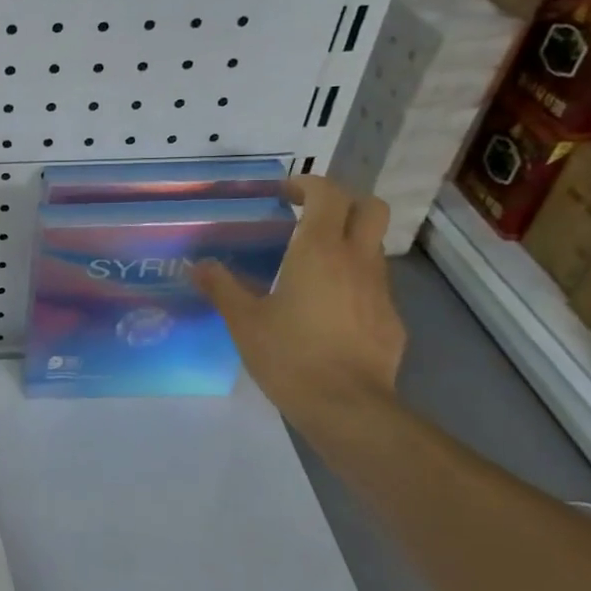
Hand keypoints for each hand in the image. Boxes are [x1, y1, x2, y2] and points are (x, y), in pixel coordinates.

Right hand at [191, 175, 405, 425]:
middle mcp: (356, 260)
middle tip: (309, 217)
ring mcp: (380, 290)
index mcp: (318, 251)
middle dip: (343, 202)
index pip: (328, 194)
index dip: (308, 184)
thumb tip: (200, 266)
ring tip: (311, 266)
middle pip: (369, 208)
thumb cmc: (289, 355)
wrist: (347, 406)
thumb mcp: (243, 321)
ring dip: (347, 243)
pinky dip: (352, 281)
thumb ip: (222, 287)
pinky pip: (373, 285)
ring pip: (372, 246)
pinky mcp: (390, 319)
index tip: (284, 192)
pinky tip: (327, 311)